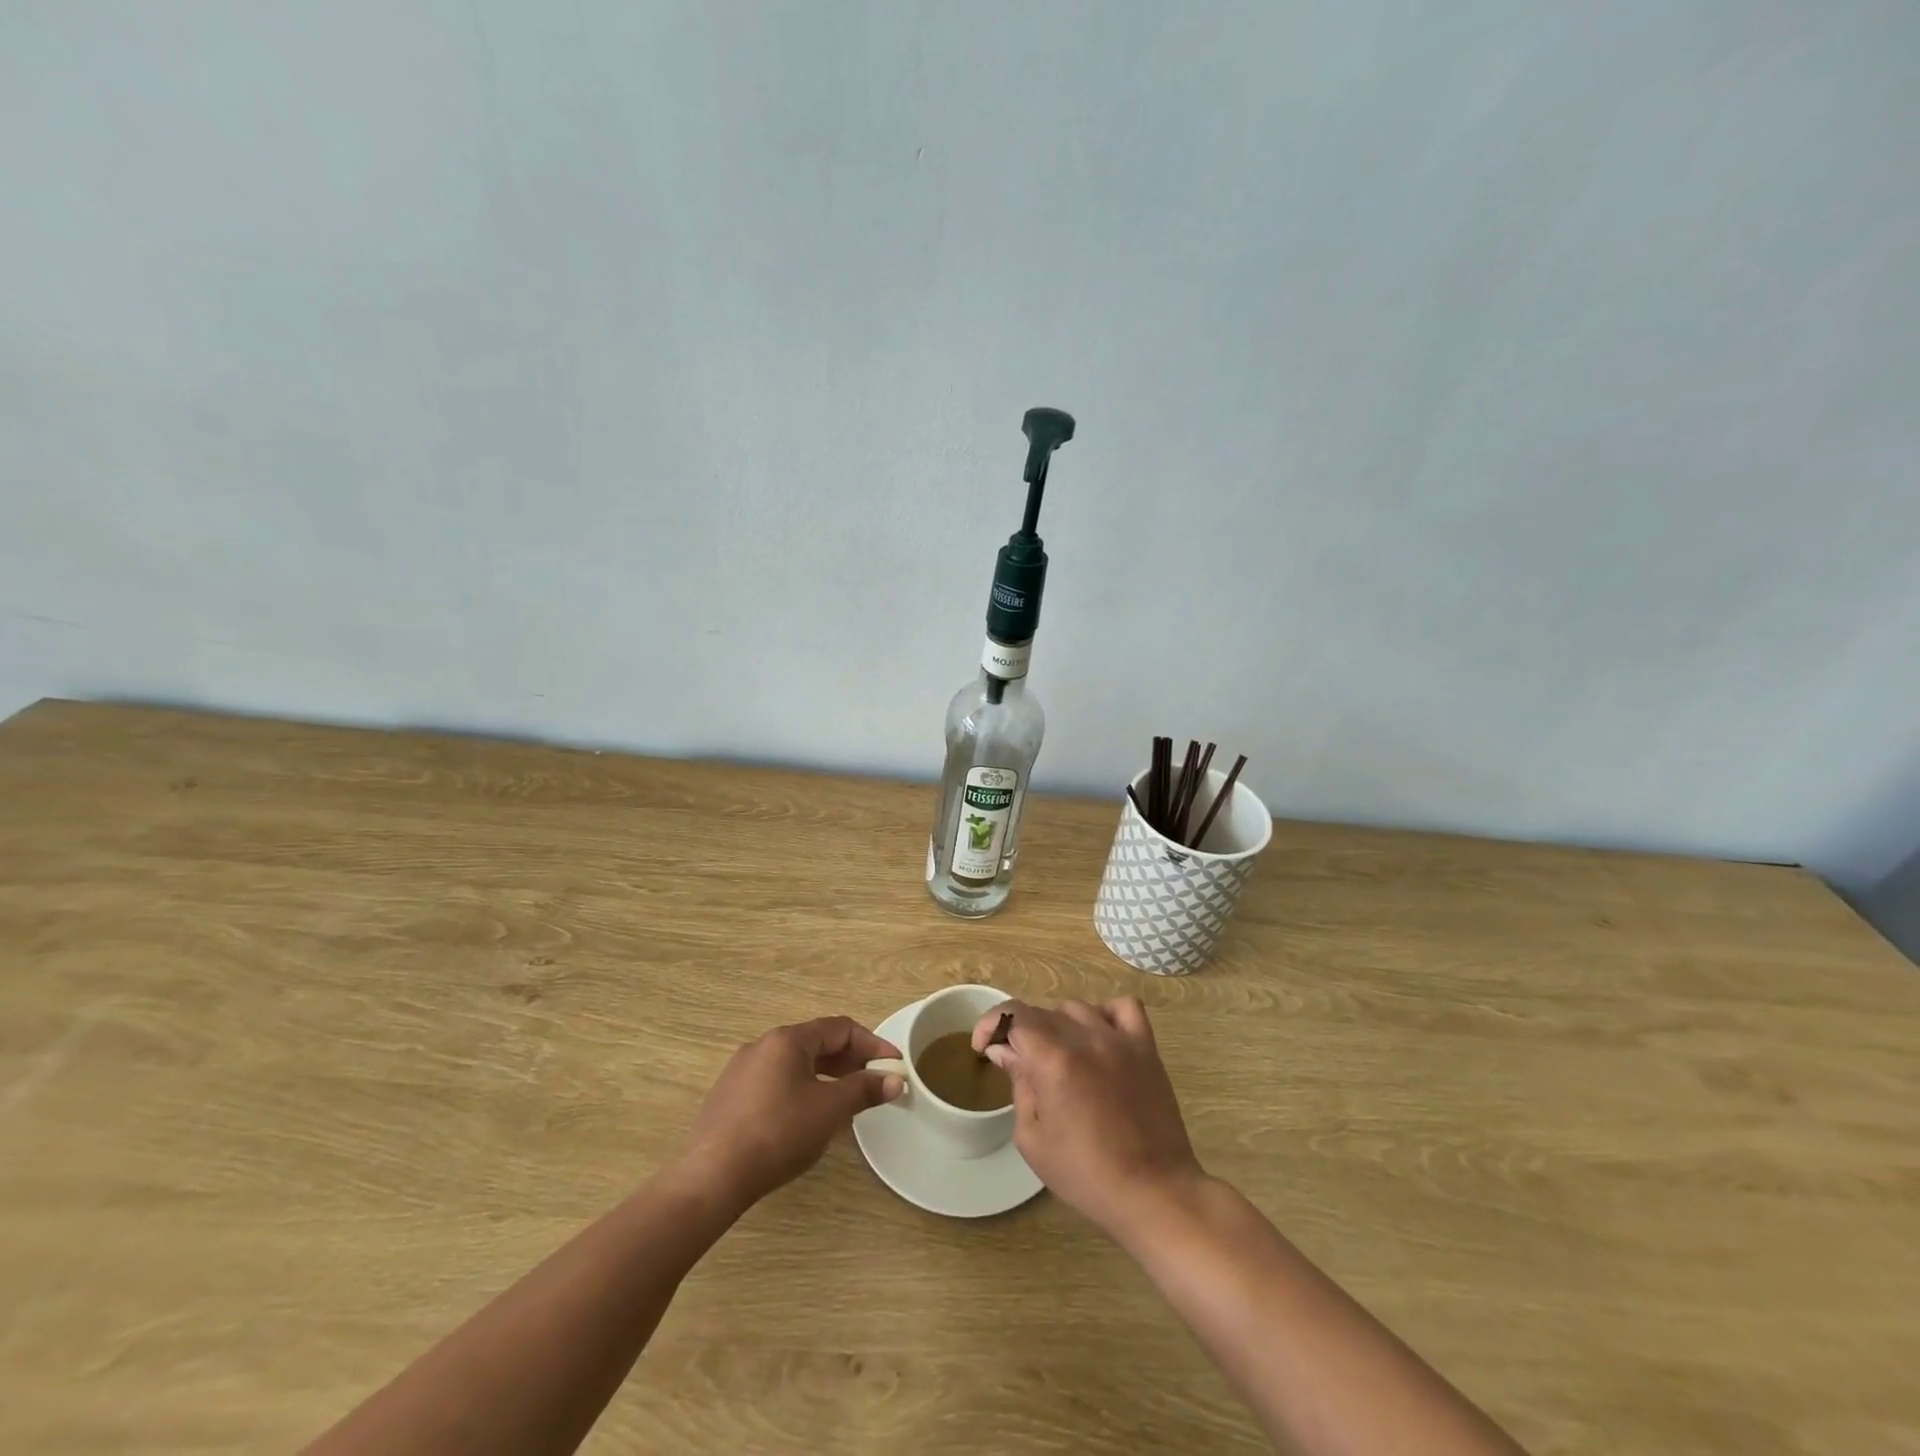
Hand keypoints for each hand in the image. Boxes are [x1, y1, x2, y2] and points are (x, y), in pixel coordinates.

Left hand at [680, 1017, 904, 1209]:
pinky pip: (775, 1083)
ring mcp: (741, 1071)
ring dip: (826, 1077)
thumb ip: (864, 1090)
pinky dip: (801, 1091)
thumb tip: (895, 1080)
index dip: (871, 1044)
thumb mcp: (830, 1110)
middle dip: (849, 1062)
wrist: (713, 1177)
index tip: (893, 1066)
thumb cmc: (778, 1133)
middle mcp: (762, 1045)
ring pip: (795, 1065)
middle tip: (873, 1084)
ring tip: (845, 1103)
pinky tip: (807, 1119)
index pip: (839, 1028)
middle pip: (816, 1043)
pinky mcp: (729, 1098)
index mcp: (787, 1039)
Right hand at [972, 997, 1203, 1240]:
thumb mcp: (1033, 1139)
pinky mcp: (1146, 1046)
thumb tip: (1005, 1050)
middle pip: (1041, 1012)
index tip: (983, 1047)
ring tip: (1058, 1057)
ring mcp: (1119, 1039)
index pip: (1012, 1014)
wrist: (1154, 1192)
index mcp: (1053, 1060)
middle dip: (1021, 1033)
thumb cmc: (1086, 1175)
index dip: (990, 1024)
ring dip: (1058, 1026)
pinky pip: (1123, 1007)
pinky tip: (1098, 1038)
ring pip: (1076, 1008)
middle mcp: (1085, 1038)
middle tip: (1019, 1065)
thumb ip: (1018, 1084)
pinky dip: (1105, 1014)